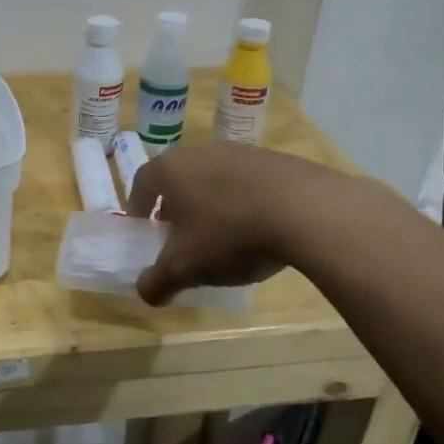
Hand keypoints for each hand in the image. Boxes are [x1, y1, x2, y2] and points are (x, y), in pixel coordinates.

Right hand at [124, 143, 327, 304]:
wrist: (304, 210)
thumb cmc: (228, 234)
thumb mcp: (184, 268)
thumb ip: (157, 282)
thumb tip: (145, 292)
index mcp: (170, 169)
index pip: (142, 183)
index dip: (139, 208)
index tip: (145, 231)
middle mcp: (201, 151)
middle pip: (179, 178)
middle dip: (176, 207)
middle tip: (181, 236)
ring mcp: (241, 151)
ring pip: (214, 178)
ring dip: (212, 204)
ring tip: (223, 236)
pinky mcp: (276, 159)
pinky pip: (248, 183)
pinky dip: (245, 202)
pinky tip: (259, 230)